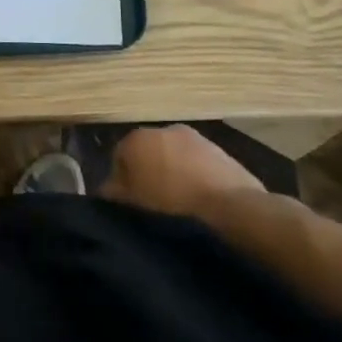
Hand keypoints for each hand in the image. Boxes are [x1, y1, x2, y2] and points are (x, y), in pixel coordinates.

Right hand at [101, 125, 264, 216]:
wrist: (233, 212)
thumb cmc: (171, 207)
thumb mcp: (130, 206)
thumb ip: (112, 194)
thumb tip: (108, 189)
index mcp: (136, 138)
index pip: (119, 158)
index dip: (122, 184)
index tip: (131, 207)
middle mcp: (165, 129)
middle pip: (149, 154)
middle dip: (151, 175)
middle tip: (156, 207)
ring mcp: (198, 139)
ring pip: (177, 158)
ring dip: (177, 176)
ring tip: (183, 209)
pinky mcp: (224, 153)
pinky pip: (202, 167)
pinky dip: (200, 180)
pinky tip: (205, 205)